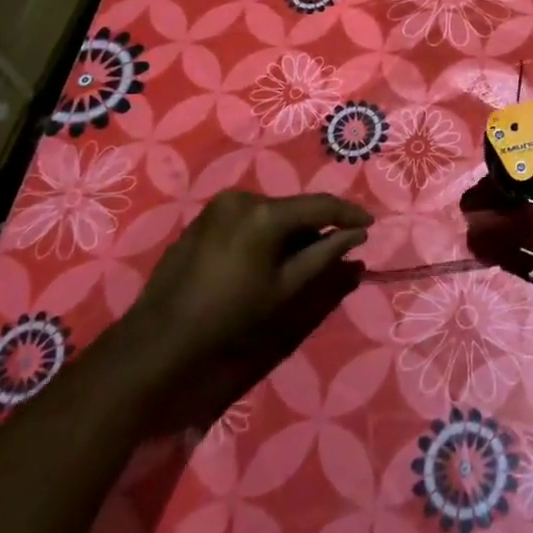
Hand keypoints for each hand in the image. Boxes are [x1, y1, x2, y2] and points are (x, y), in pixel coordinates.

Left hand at [113, 191, 371, 433]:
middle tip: (335, 249)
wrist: (162, 335)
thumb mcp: (285, 289)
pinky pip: (248, 216)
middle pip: (294, 208)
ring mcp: (220, 205)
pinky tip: (267, 257)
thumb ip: (324, 256)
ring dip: (290, 230)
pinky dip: (265, 231)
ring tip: (300, 259)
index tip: (370, 225)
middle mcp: (243, 197)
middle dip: (316, 227)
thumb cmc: (230, 315)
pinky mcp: (205, 216)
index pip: (319, 205)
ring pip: (271, 212)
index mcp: (264, 213)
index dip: (348, 214)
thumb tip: (356, 237)